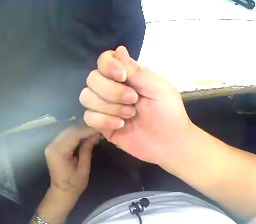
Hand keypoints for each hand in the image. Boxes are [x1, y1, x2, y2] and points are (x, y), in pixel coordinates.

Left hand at [44, 127, 99, 200]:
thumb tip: (95, 134)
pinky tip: (85, 135)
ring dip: (81, 130)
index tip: (100, 127)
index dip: (87, 130)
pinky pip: (65, 136)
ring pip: (68, 131)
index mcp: (58, 153)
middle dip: (85, 128)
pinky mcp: (52, 145)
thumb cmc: (74, 185)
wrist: (61, 192)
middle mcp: (52, 145)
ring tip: (94, 131)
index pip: (74, 135)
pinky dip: (76, 134)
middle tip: (99, 128)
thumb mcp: (84, 169)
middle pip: (70, 131)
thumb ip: (87, 150)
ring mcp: (51, 145)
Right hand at [80, 46, 192, 164]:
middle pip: (92, 78)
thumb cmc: (168, 112)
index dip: (108, 66)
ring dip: (109, 106)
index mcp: (127, 74)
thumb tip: (118, 49)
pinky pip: (88, 117)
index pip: (104, 60)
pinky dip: (104, 121)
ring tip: (130, 115)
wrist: (169, 143)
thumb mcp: (158, 87)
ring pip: (86, 97)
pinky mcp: (101, 124)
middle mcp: (112, 87)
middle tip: (133, 100)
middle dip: (111, 91)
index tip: (122, 77)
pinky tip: (121, 126)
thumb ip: (136, 70)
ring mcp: (105, 106)